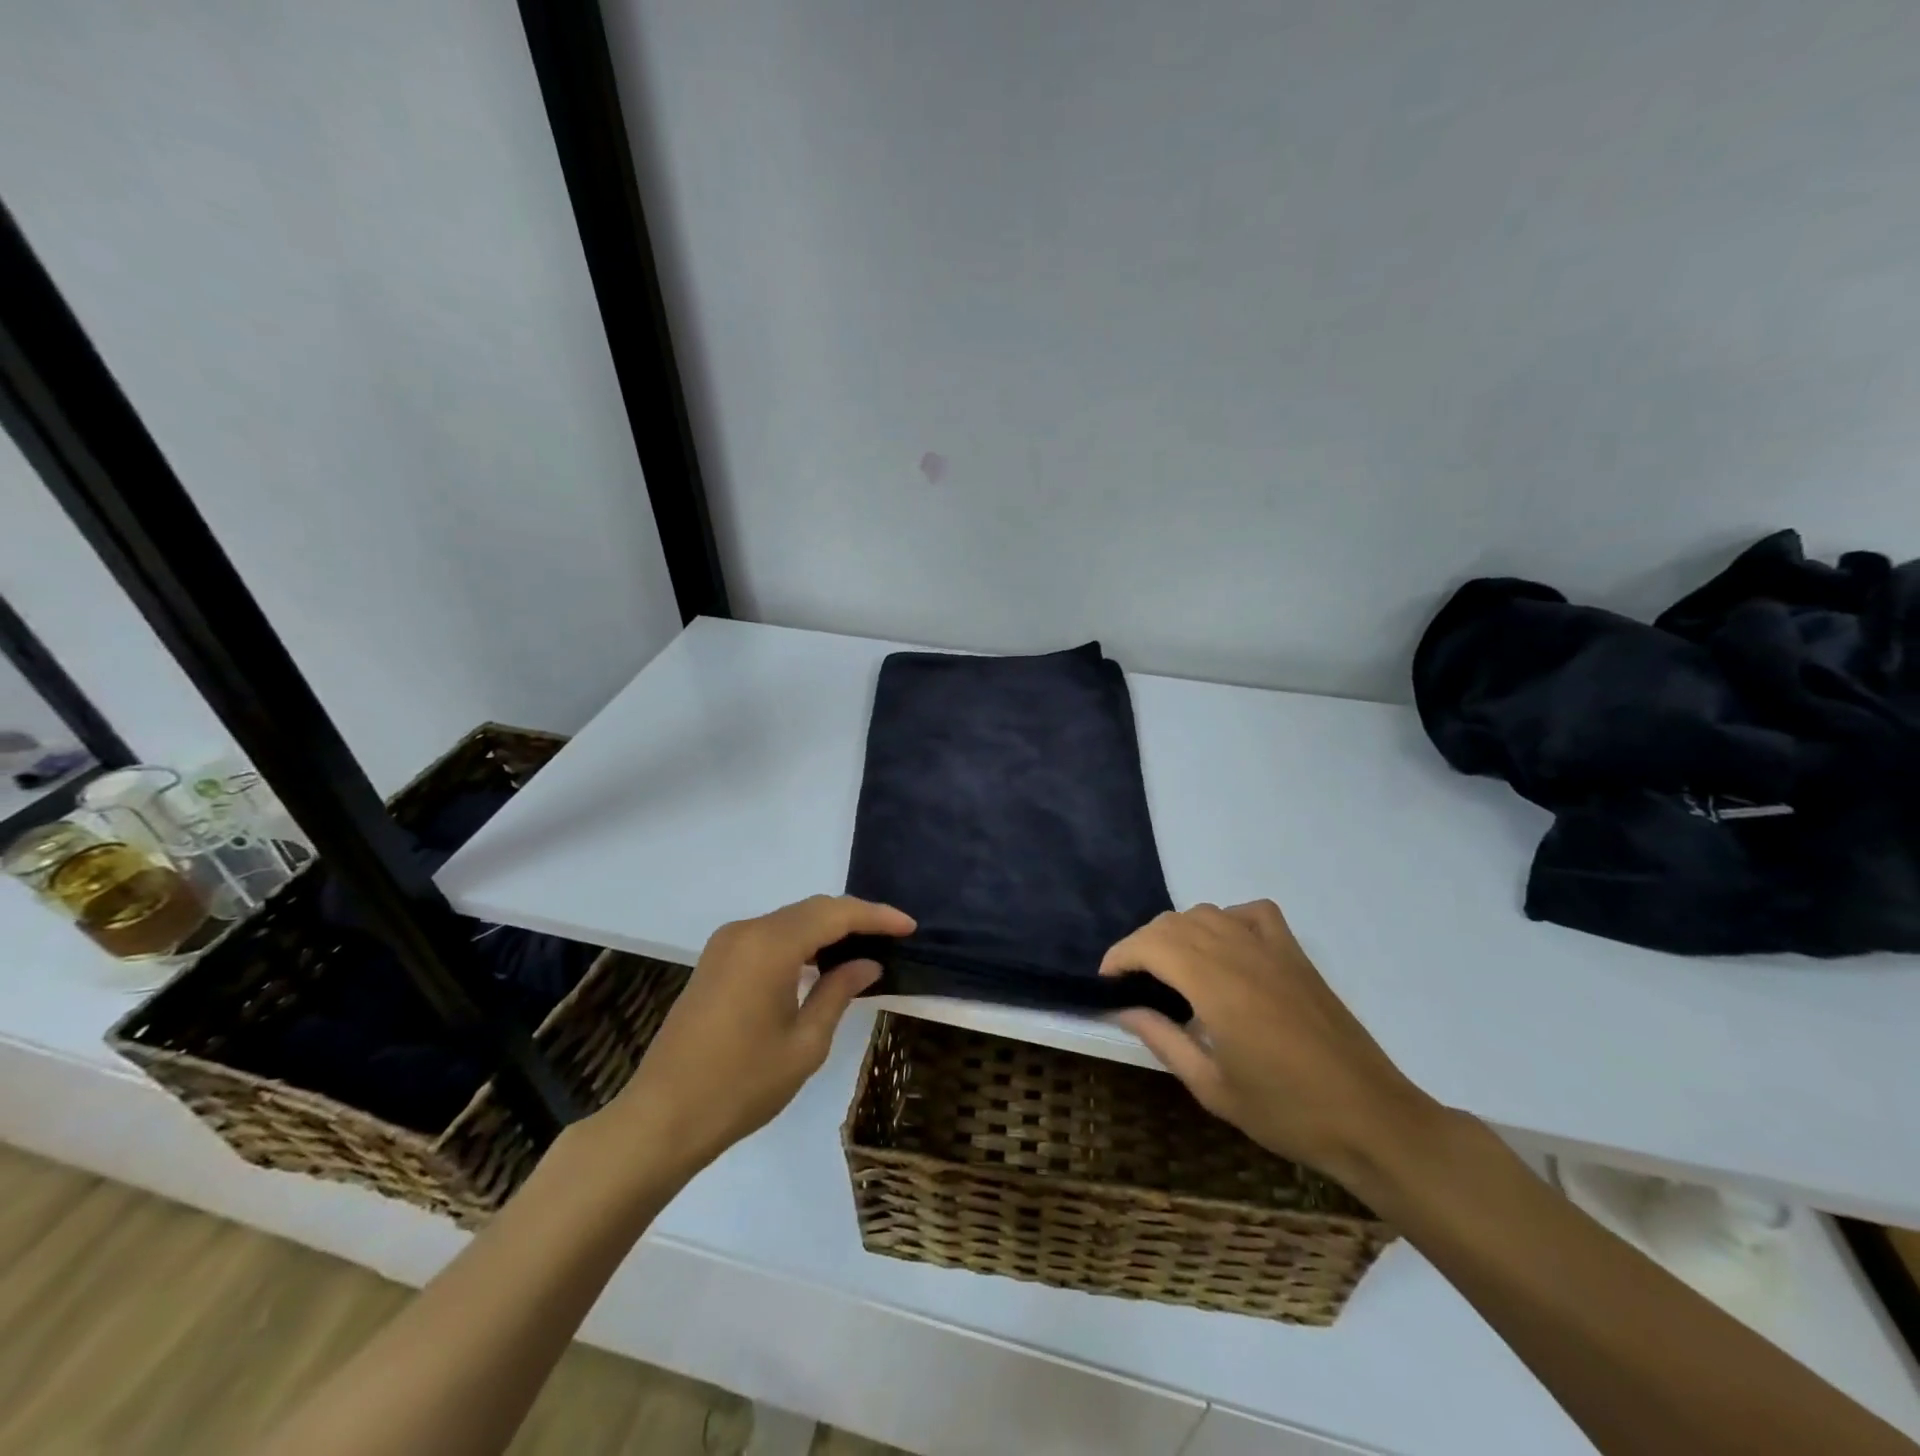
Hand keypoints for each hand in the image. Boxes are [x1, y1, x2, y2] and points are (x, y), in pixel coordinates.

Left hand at [602, 895, 914, 1176]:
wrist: (662, 1118)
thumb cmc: (741, 1085)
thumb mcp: (805, 1043)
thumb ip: (838, 992)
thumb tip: (867, 963)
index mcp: (770, 945)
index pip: (835, 914)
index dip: (876, 916)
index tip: (909, 926)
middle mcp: (746, 931)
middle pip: (812, 909)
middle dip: (855, 917)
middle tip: (893, 935)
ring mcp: (726, 944)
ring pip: (790, 919)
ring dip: (827, 928)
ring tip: (864, 947)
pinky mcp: (715, 961)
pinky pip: (769, 935)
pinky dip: (801, 940)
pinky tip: (821, 963)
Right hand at [1101, 901, 1440, 1184]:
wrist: (1371, 1118)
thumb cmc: (1286, 1112)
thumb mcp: (1212, 1087)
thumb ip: (1163, 1039)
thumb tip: (1125, 1008)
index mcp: (1215, 984)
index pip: (1150, 944)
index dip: (1120, 956)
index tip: (1107, 982)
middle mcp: (1239, 952)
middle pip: (1173, 924)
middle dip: (1142, 945)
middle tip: (1132, 983)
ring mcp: (1272, 948)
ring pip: (1207, 913)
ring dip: (1177, 932)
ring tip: (1170, 968)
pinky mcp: (1296, 954)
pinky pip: (1252, 913)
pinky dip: (1227, 919)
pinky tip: (1224, 948)